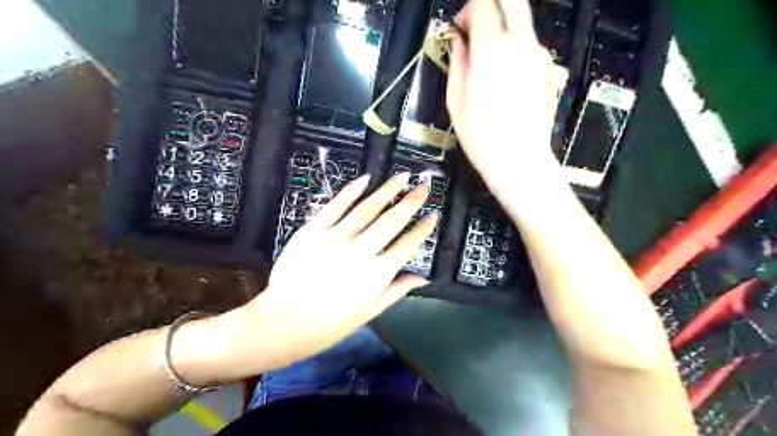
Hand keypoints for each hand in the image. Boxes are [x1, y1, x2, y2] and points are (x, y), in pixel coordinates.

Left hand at [245, 172, 435, 368]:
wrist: (284, 323)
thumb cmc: (329, 323)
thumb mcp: (369, 313)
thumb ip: (397, 291)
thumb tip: (423, 278)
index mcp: (377, 275)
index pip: (407, 245)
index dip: (423, 229)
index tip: (433, 214)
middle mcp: (360, 252)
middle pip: (391, 221)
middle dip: (411, 201)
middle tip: (424, 186)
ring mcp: (336, 238)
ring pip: (367, 208)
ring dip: (387, 190)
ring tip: (402, 176)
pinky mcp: (313, 231)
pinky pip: (336, 206)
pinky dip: (351, 191)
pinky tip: (365, 178)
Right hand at [450, 0, 565, 195]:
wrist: (519, 160)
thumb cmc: (482, 136)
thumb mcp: (456, 100)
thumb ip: (457, 62)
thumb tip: (458, 42)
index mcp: (490, 48)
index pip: (482, 3)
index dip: (468, 11)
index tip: (460, 29)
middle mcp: (519, 43)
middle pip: (511, 0)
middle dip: (492, 8)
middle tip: (478, 31)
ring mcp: (539, 55)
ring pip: (522, 24)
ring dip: (505, 33)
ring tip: (492, 66)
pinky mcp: (549, 69)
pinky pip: (531, 48)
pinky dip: (518, 53)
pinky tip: (509, 82)